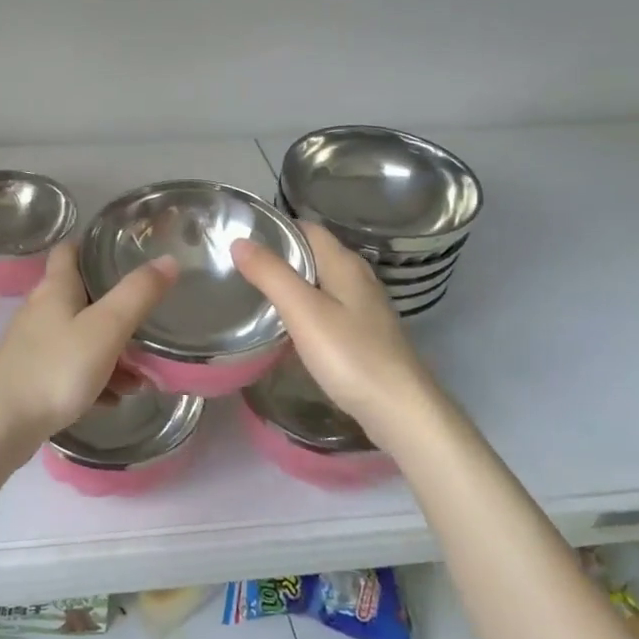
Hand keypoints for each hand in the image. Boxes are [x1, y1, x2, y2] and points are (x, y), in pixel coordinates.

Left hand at [0, 241, 176, 457]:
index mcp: (55, 288)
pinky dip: (93, 377)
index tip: (126, 253)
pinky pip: (70, 366)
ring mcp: (32, 344)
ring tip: (139, 377)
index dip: (94, 246)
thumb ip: (137, 294)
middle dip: (115, 309)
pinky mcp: (30, 374)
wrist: (2, 425)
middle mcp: (40, 309)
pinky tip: (112, 398)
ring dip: (110, 351)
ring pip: (79, 336)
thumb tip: (168, 260)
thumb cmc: (56, 369)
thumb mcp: (106, 329)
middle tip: (147, 322)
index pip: (70, 250)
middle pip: (80, 296)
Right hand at [231, 222, 437, 440]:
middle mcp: (357, 277)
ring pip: (320, 281)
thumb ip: (271, 274)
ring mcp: (364, 307)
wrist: (399, 409)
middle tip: (238, 266)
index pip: (306, 228)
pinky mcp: (363, 333)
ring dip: (291, 283)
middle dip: (279, 255)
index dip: (275, 229)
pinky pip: (327, 307)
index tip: (240, 237)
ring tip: (253, 292)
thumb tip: (239, 241)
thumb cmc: (350, 355)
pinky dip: (304, 307)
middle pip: (313, 253)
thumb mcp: (303, 311)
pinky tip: (286, 325)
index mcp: (345, 264)